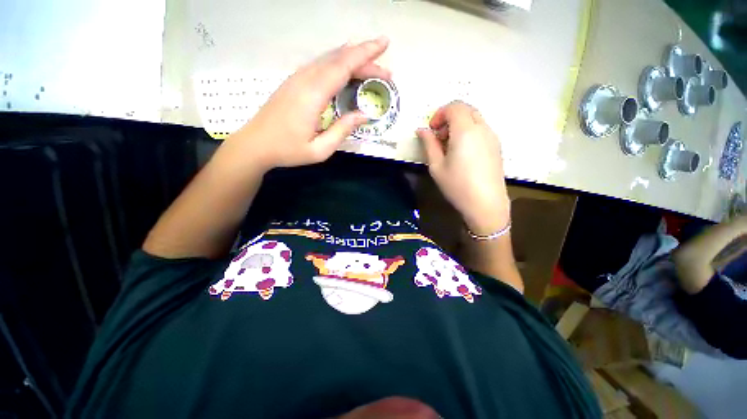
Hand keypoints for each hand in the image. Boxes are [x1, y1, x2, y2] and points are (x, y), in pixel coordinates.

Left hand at [229, 37, 390, 170]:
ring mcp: (297, 78)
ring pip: (329, 59)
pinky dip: (338, 62)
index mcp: (312, 95)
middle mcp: (305, 79)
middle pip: (339, 60)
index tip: (384, 46)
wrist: (254, 144)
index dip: (365, 54)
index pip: (343, 66)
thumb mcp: (320, 149)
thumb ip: (342, 131)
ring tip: (372, 65)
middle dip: (365, 59)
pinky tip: (346, 67)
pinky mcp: (294, 82)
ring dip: (353, 59)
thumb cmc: (287, 150)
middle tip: (386, 71)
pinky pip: (320, 65)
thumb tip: (363, 115)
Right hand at [416, 101, 509, 234]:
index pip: (454, 106)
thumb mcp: (436, 166)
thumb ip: (428, 144)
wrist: (485, 204)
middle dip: (449, 117)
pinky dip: (469, 132)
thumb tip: (421, 130)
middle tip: (439, 137)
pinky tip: (462, 152)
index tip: (431, 130)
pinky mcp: (497, 146)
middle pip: (466, 109)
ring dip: (459, 125)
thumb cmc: (457, 186)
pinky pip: (481, 129)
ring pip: (474, 118)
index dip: (439, 114)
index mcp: (465, 131)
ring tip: (449, 146)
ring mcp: (492, 136)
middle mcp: (482, 128)